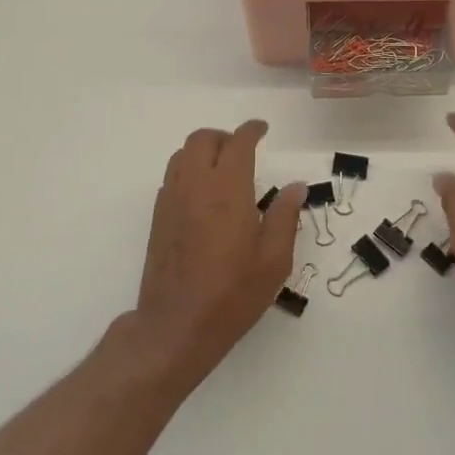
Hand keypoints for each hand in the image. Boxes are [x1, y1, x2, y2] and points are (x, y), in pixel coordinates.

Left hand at [134, 121, 304, 386]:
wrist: (177, 325)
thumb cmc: (233, 293)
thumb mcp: (274, 259)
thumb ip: (285, 216)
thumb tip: (296, 186)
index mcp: (227, 189)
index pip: (238, 143)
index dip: (251, 130)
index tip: (263, 129)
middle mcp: (195, 185)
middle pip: (202, 139)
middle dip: (224, 136)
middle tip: (244, 150)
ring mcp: (171, 200)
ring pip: (181, 155)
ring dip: (203, 151)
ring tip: (222, 169)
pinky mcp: (158, 218)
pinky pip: (171, 178)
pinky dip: (188, 171)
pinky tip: (203, 196)